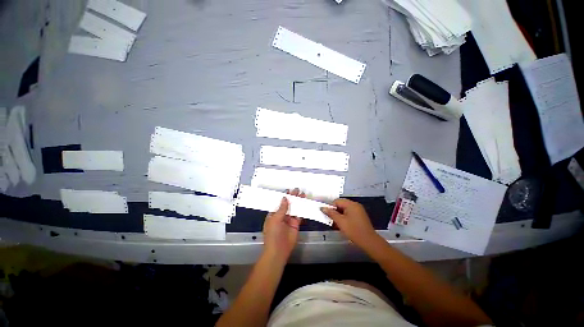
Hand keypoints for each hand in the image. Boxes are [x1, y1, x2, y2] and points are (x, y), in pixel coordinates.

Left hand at [262, 188, 303, 262]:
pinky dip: (302, 210)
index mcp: (273, 214)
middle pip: (288, 205)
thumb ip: (281, 208)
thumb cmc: (273, 234)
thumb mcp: (275, 219)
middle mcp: (281, 216)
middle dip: (292, 197)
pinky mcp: (296, 224)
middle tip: (297, 190)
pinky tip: (305, 204)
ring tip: (302, 194)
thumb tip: (285, 198)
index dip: (284, 196)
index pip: (279, 203)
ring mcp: (289, 220)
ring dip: (298, 202)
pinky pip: (299, 215)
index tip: (289, 190)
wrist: (279, 250)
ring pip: (294, 208)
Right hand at [321, 199, 379, 249]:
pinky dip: (344, 217)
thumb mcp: (340, 222)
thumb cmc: (354, 230)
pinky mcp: (360, 216)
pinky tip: (340, 225)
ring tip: (333, 223)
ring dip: (338, 215)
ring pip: (344, 210)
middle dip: (334, 211)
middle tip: (329, 218)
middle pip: (341, 205)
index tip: (325, 213)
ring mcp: (358, 211)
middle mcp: (355, 205)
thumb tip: (323, 208)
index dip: (330, 206)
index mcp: (351, 204)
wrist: (369, 242)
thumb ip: (331, 213)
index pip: (337, 201)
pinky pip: (349, 214)